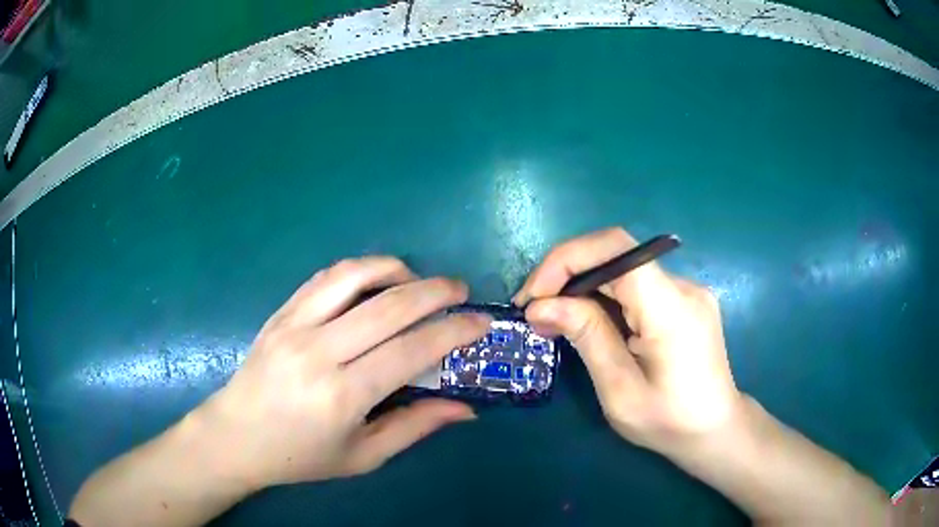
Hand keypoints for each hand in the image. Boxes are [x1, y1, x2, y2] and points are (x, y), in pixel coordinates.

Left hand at [197, 257, 489, 489]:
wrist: (237, 436)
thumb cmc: (301, 456)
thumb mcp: (363, 456)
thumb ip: (415, 427)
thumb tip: (466, 409)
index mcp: (342, 395)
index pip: (411, 350)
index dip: (453, 332)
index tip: (480, 322)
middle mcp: (319, 351)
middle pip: (389, 305)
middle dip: (436, 291)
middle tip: (461, 290)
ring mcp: (294, 325)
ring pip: (354, 275)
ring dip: (396, 269)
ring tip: (419, 281)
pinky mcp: (281, 312)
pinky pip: (326, 277)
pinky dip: (360, 270)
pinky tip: (376, 281)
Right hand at [514, 227, 741, 452]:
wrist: (715, 430)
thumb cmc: (668, 422)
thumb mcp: (619, 390)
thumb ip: (587, 338)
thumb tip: (540, 305)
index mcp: (671, 309)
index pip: (616, 250)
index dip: (567, 260)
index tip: (533, 296)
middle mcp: (683, 287)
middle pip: (617, 254)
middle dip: (566, 274)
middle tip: (534, 310)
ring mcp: (687, 290)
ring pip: (623, 268)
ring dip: (583, 286)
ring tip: (553, 319)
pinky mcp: (685, 299)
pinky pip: (636, 284)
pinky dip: (604, 296)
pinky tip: (590, 322)